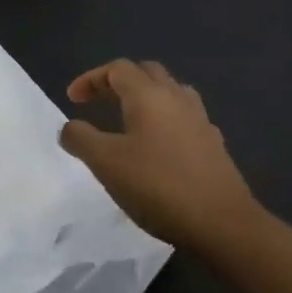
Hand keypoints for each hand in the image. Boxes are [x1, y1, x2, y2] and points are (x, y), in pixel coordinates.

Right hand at [59, 59, 263, 249]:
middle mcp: (177, 98)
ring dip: (145, 97)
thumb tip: (69, 127)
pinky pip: (184, 117)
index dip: (91, 79)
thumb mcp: (106, 163)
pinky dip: (164, 120)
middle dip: (118, 82)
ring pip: (170, 92)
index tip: (72, 99)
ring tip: (128, 118)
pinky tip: (158, 146)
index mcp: (149, 95)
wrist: (222, 223)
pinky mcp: (213, 144)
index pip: (118, 69)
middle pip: (146, 73)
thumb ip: (81, 138)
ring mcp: (200, 120)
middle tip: (98, 102)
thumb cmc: (158, 186)